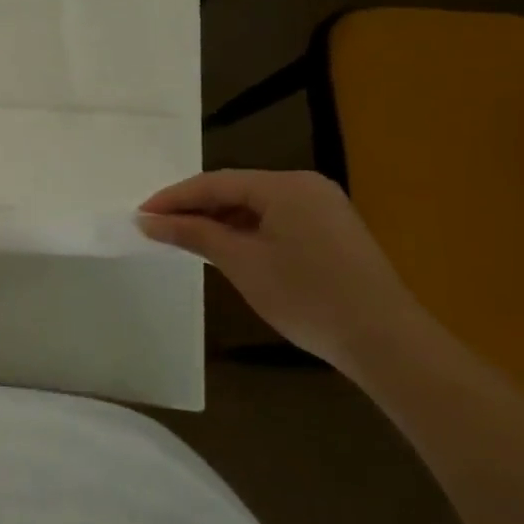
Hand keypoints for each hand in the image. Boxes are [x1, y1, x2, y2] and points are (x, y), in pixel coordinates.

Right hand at [138, 170, 432, 368]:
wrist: (384, 341)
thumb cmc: (305, 295)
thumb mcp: (240, 262)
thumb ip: (193, 234)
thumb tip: (148, 221)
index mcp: (286, 185)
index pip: (215, 182)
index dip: (173, 198)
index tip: (139, 215)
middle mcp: (306, 186)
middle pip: (235, 189)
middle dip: (194, 208)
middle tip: (156, 227)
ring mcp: (323, 208)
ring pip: (255, 206)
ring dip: (217, 221)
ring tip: (182, 239)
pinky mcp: (331, 231)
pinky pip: (275, 220)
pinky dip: (244, 231)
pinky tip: (223, 248)